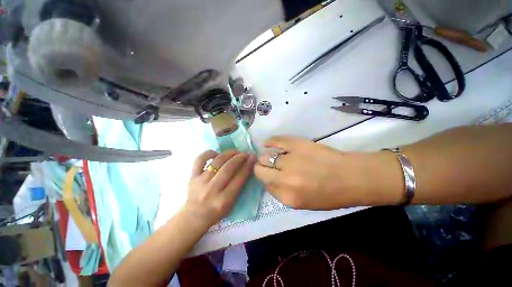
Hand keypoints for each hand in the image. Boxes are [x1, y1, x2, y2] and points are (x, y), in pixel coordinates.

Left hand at [184, 150, 255, 225]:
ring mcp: (201, 182)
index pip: (239, 178)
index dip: (247, 166)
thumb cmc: (216, 212)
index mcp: (224, 200)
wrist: (194, 217)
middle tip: (245, 153)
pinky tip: (216, 153)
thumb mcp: (232, 204)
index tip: (252, 157)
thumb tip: (246, 167)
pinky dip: (209, 153)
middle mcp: (212, 190)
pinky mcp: (192, 176)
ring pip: (217, 162)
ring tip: (235, 152)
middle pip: (228, 168)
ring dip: (228, 154)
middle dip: (239, 158)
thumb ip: (239, 186)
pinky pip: (200, 160)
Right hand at [254, 137, 401, 209]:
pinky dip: (270, 142)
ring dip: (266, 157)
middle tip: (269, 166)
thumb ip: (282, 193)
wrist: (351, 176)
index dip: (266, 179)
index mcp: (288, 197)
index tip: (270, 176)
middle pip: (260, 170)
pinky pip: (276, 141)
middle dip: (261, 168)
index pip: (265, 185)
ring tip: (273, 156)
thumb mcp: (304, 204)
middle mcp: (285, 179)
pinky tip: (267, 143)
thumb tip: (269, 180)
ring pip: (265, 156)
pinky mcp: (296, 144)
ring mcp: (290, 160)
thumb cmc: (330, 194)